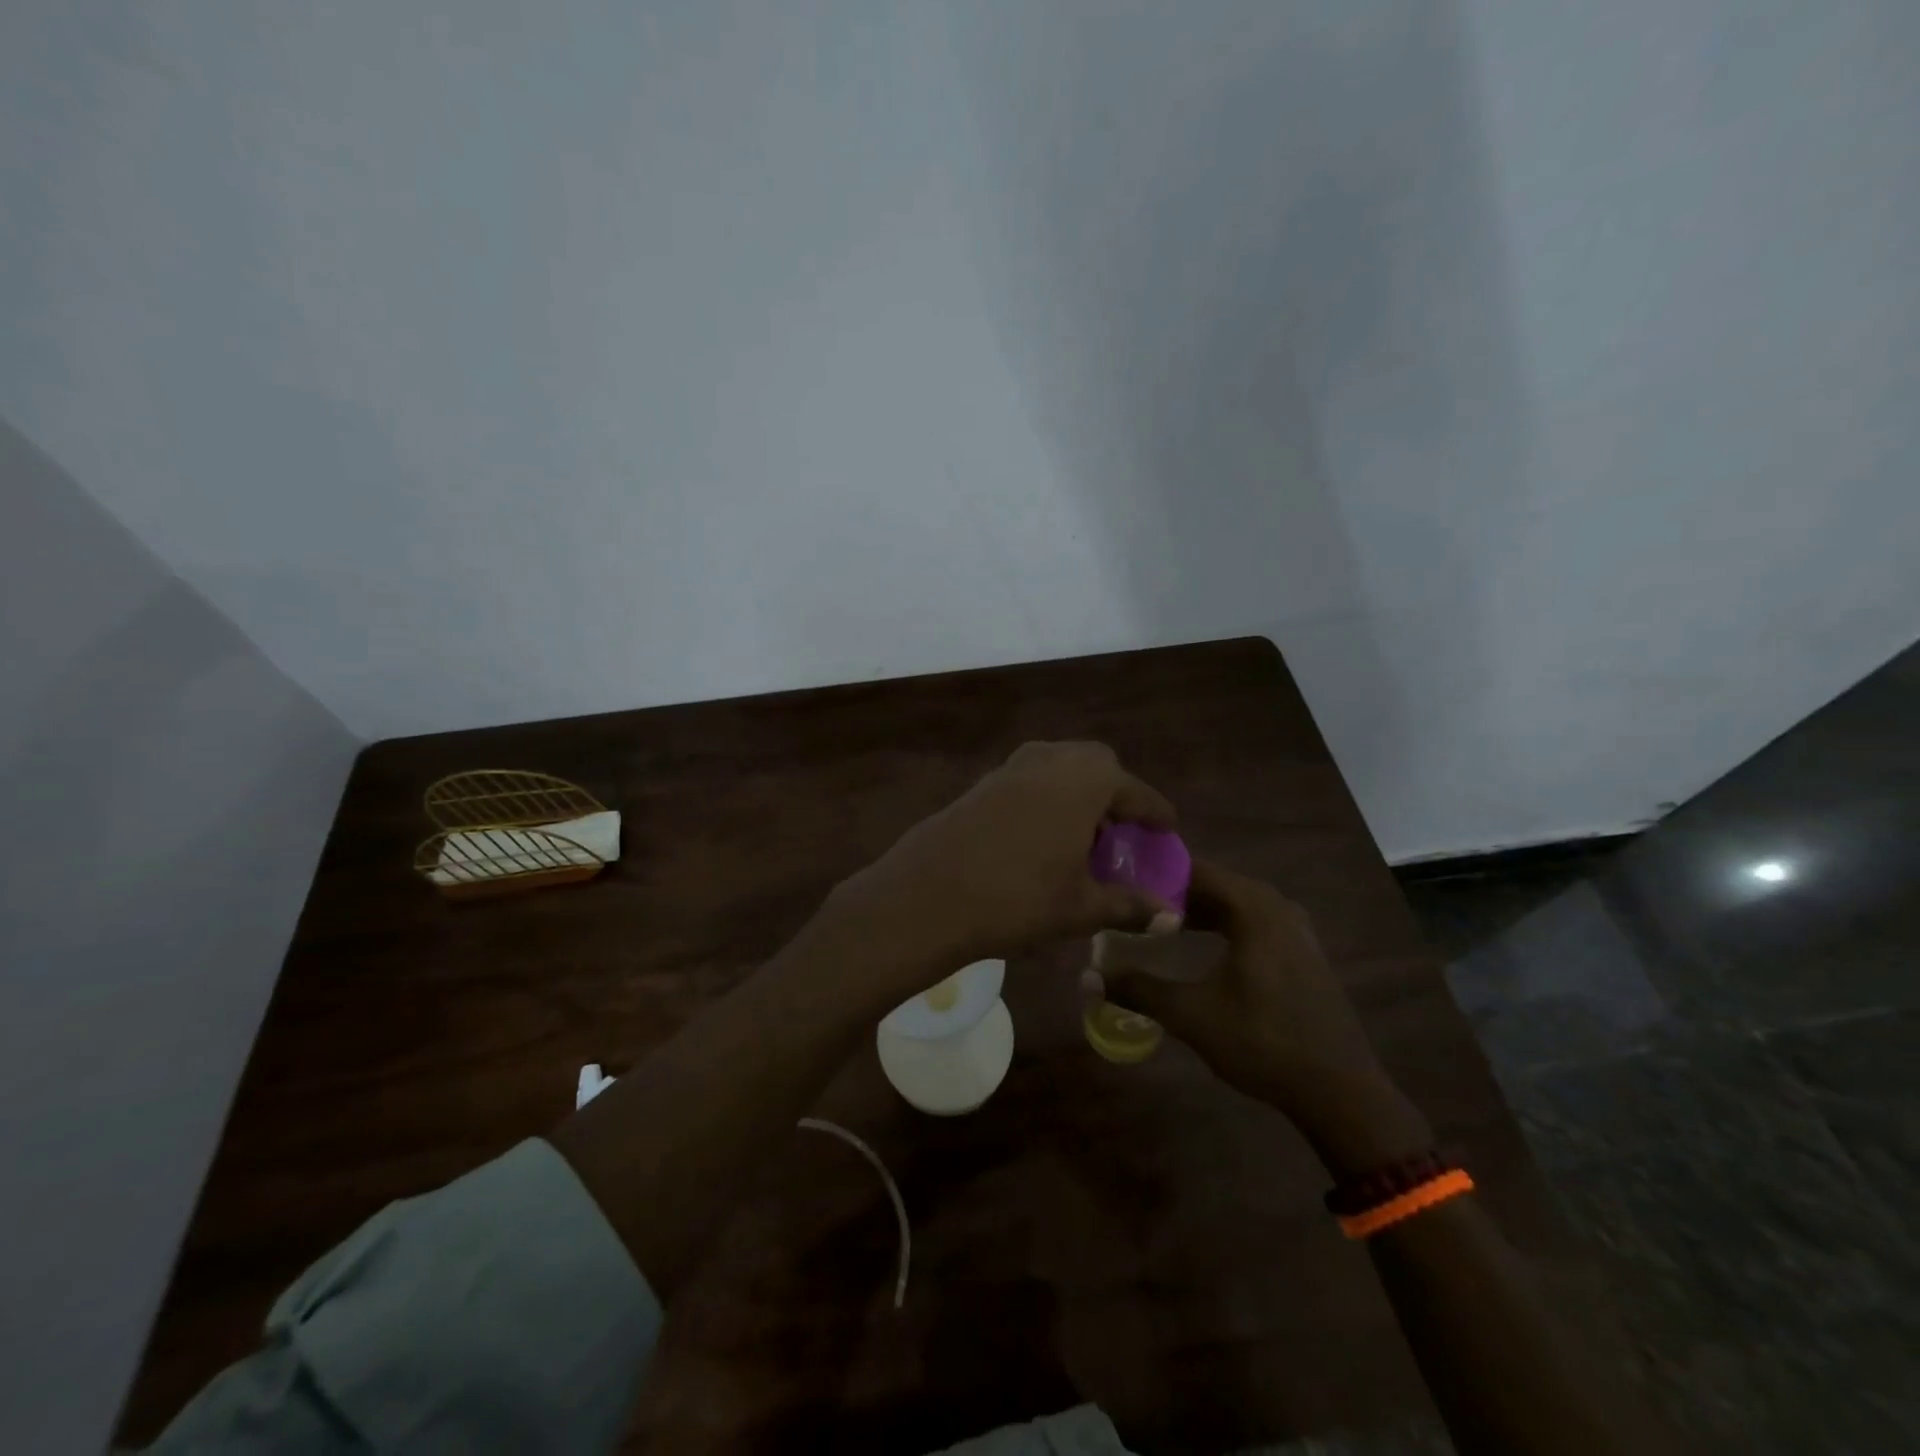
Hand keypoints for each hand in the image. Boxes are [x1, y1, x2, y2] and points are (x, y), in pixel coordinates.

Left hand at [834, 742, 1177, 979]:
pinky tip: (1041, 839)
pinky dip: (1047, 799)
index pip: (1136, 792)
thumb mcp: (1081, 907)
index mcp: (1085, 779)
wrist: (929, 893)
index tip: (1167, 831)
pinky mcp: (983, 782)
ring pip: (1060, 769)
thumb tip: (1171, 918)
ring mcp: (1012, 766)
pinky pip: (1031, 780)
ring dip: (1078, 795)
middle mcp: (1051, 759)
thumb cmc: (1018, 898)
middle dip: (1114, 795)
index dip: (1155, 814)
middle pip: (1097, 765)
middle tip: (1119, 835)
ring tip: (1082, 841)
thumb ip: (1130, 906)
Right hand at [1099, 859, 1424, 1161]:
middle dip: (1173, 892)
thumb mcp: (1192, 1015)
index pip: (1195, 869)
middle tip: (1131, 904)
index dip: (1156, 872)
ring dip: (1198, 911)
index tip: (1120, 880)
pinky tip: (1201, 948)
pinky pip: (1252, 923)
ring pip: (1234, 905)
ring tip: (1158, 924)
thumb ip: (1138, 989)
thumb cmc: (1263, 1042)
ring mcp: (1295, 929)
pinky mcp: (1302, 952)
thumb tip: (1087, 978)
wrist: (1341, 1091)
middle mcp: (1276, 906)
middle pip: (1215, 884)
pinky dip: (1223, 926)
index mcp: (1253, 908)